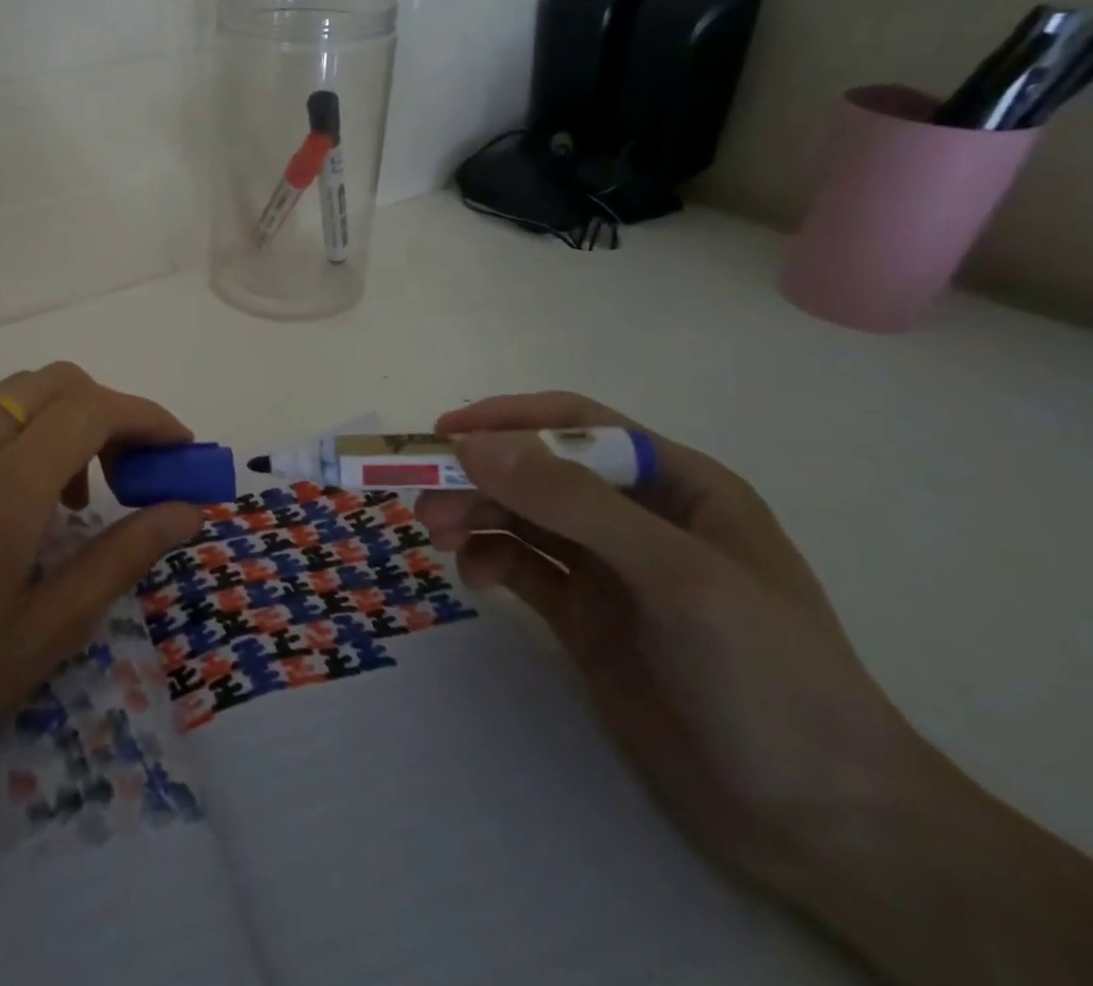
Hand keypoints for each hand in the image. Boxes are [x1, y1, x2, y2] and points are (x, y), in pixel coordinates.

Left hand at [0, 362, 203, 871]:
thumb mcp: (46, 635)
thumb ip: (122, 555)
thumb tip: (186, 510)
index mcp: (1, 492)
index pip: (94, 410)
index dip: (149, 419)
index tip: (181, 451)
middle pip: (54, 382)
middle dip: (108, 412)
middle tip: (128, 475)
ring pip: (8, 391)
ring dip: (55, 417)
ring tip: (62, 491)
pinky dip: (8, 427)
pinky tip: (3, 490)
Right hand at [416, 392, 916, 903]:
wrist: (822, 825)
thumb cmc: (768, 676)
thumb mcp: (675, 575)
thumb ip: (574, 503)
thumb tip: (474, 445)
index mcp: (678, 485)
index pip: (579, 427)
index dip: (511, 421)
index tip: (446, 434)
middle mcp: (638, 517)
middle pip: (539, 472)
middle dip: (479, 476)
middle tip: (422, 495)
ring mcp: (609, 570)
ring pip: (522, 517)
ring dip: (474, 514)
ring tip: (434, 533)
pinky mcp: (585, 617)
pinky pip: (521, 567)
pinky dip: (489, 561)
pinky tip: (474, 579)